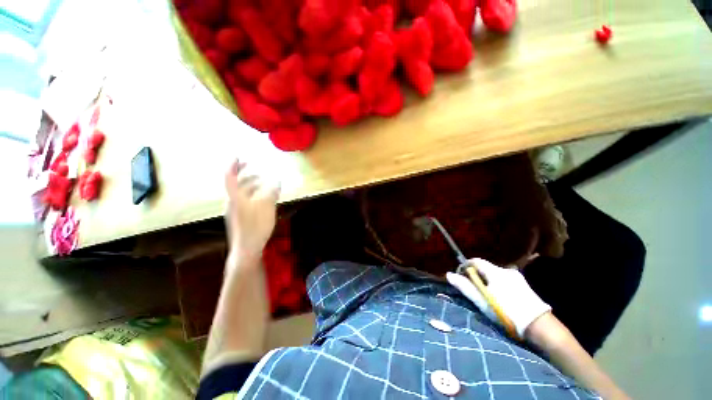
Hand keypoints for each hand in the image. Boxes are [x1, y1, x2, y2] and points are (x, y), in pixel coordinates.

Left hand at [224, 160, 278, 266]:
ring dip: (252, 185)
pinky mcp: (241, 218)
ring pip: (242, 193)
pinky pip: (246, 201)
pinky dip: (254, 195)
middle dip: (244, 173)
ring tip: (264, 182)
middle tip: (254, 167)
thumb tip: (276, 180)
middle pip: (236, 184)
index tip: (238, 155)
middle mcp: (232, 202)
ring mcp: (235, 210)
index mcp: (235, 197)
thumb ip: (271, 191)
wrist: (247, 249)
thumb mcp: (267, 206)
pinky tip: (264, 198)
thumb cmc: (255, 226)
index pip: (230, 176)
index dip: (233, 165)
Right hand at [446, 258, 550, 337]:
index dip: (466, 266)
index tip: (461, 276)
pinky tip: (500, 298)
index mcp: (495, 271)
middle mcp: (507, 270)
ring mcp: (518, 277)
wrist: (540, 327)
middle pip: (486, 268)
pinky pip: (505, 280)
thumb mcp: (482, 301)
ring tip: (487, 296)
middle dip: (477, 276)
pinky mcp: (525, 285)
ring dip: (488, 281)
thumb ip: (465, 287)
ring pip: (496, 275)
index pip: (475, 261)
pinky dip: (498, 285)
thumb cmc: (507, 313)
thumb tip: (449, 274)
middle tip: (473, 289)